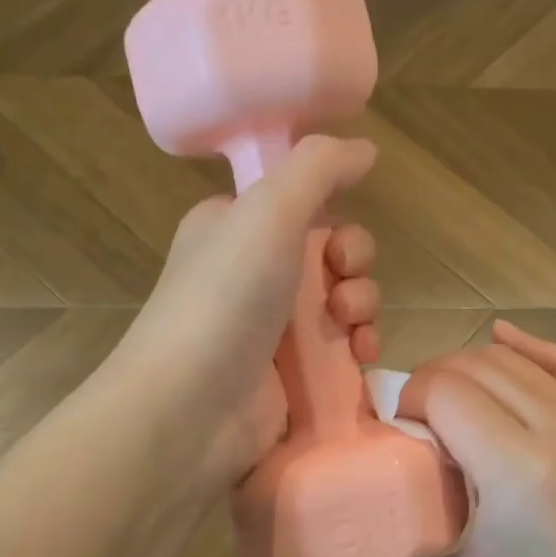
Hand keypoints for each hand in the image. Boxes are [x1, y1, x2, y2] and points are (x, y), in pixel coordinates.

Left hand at [112, 135, 383, 484]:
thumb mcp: (268, 210)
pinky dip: (358, 347)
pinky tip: (361, 356)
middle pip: (330, 252)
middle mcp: (251, 273)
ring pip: (342, 301)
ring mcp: (270, 328)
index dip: (332, 212)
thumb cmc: (225, 298)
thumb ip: (319, 167)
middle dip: (353, 263)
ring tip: (349, 326)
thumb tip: (365, 148)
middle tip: (342, 280)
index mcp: (234, 227)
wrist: (189, 408)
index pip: (299, 203)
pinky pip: (341, 349)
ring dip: (362, 305)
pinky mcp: (290, 376)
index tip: (335, 232)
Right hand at [382, 320, 555, 556]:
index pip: (443, 391)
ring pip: (517, 361)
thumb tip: (348, 547)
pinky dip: (529, 347)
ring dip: (472, 367)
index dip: (407, 398)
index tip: (394, 427)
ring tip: (449, 398)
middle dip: (432, 380)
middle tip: (413, 417)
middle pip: (475, 366)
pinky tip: (503, 337)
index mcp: (515, 468)